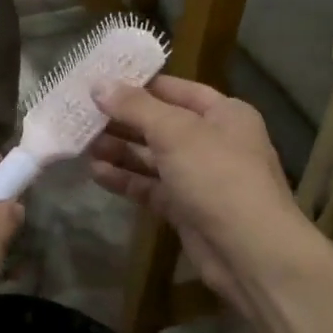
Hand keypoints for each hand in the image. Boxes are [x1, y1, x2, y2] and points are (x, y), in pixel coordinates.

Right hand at [89, 76, 302, 307]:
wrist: (250, 252)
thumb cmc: (217, 175)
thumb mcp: (175, 131)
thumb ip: (135, 107)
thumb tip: (99, 85)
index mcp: (224, 113)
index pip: (175, 89)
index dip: (139, 84)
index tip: (99, 81)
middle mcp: (213, 141)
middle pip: (161, 123)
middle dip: (122, 120)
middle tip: (82, 115)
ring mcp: (200, 177)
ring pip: (153, 157)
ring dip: (120, 151)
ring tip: (82, 144)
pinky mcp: (185, 209)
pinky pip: (151, 187)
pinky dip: (126, 180)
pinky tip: (96, 173)